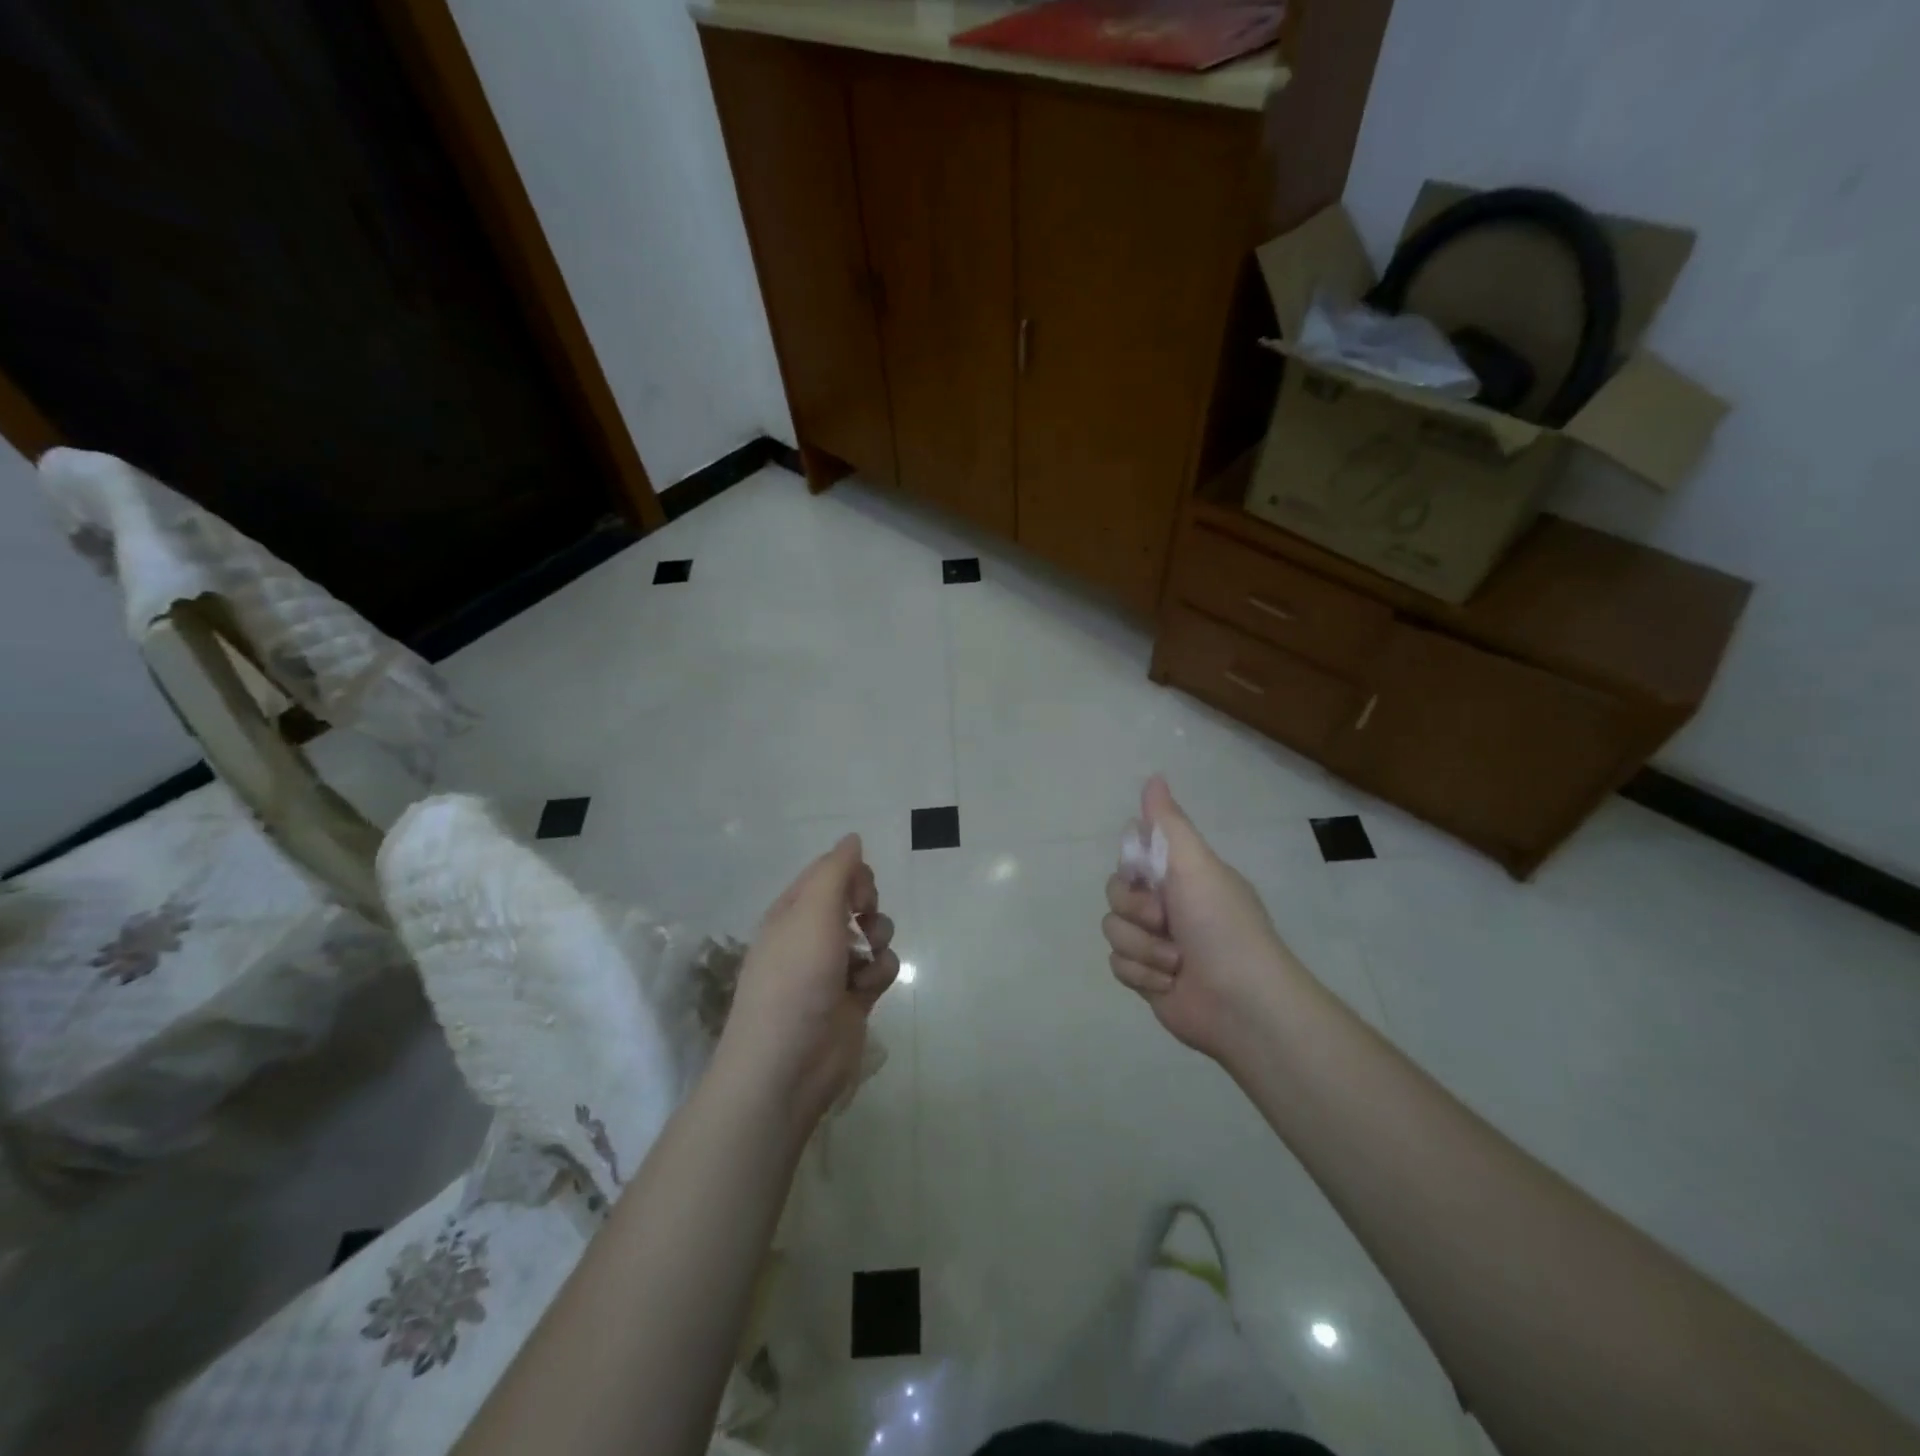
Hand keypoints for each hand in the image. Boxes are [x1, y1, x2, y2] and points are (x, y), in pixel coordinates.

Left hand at [716, 834, 897, 1128]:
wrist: (789, 1063)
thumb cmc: (796, 979)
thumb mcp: (812, 912)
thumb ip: (836, 871)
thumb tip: (852, 837)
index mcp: (793, 911)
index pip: (828, 872)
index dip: (852, 874)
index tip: (858, 893)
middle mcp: (812, 934)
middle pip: (855, 898)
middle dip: (868, 905)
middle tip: (861, 921)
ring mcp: (834, 967)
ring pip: (874, 932)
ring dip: (878, 940)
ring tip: (864, 961)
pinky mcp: (855, 997)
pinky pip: (881, 967)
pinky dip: (879, 974)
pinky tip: (866, 990)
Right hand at [1103, 776, 1305, 1062]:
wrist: (1241, 1003)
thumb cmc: (1221, 925)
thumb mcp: (1196, 865)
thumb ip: (1168, 824)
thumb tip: (1154, 776)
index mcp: (1181, 875)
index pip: (1133, 856)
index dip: (1133, 868)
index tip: (1147, 875)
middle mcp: (1167, 905)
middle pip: (1115, 892)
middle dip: (1136, 910)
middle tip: (1165, 920)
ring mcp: (1155, 943)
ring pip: (1113, 930)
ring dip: (1142, 948)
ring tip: (1175, 963)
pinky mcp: (1146, 977)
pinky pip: (1117, 964)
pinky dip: (1142, 974)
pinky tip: (1168, 983)